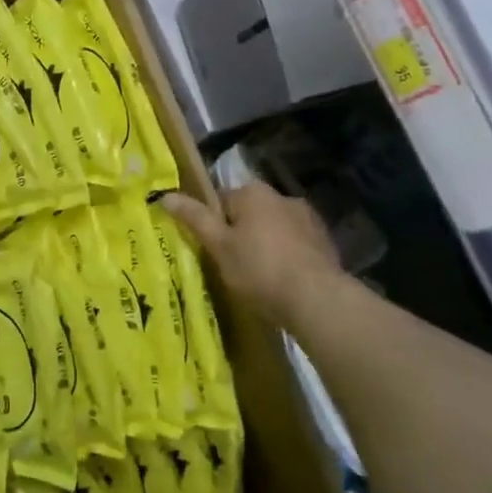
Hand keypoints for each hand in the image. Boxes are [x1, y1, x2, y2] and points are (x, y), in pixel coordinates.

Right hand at [163, 183, 342, 327]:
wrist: (317, 300)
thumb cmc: (259, 270)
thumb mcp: (219, 246)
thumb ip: (194, 218)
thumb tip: (165, 195)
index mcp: (253, 192)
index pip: (221, 200)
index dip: (213, 225)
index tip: (212, 250)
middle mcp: (282, 196)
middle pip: (249, 213)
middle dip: (241, 233)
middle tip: (233, 265)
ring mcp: (308, 218)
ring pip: (274, 228)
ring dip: (266, 244)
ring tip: (260, 277)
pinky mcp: (325, 241)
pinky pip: (296, 244)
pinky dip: (288, 256)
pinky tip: (284, 280)